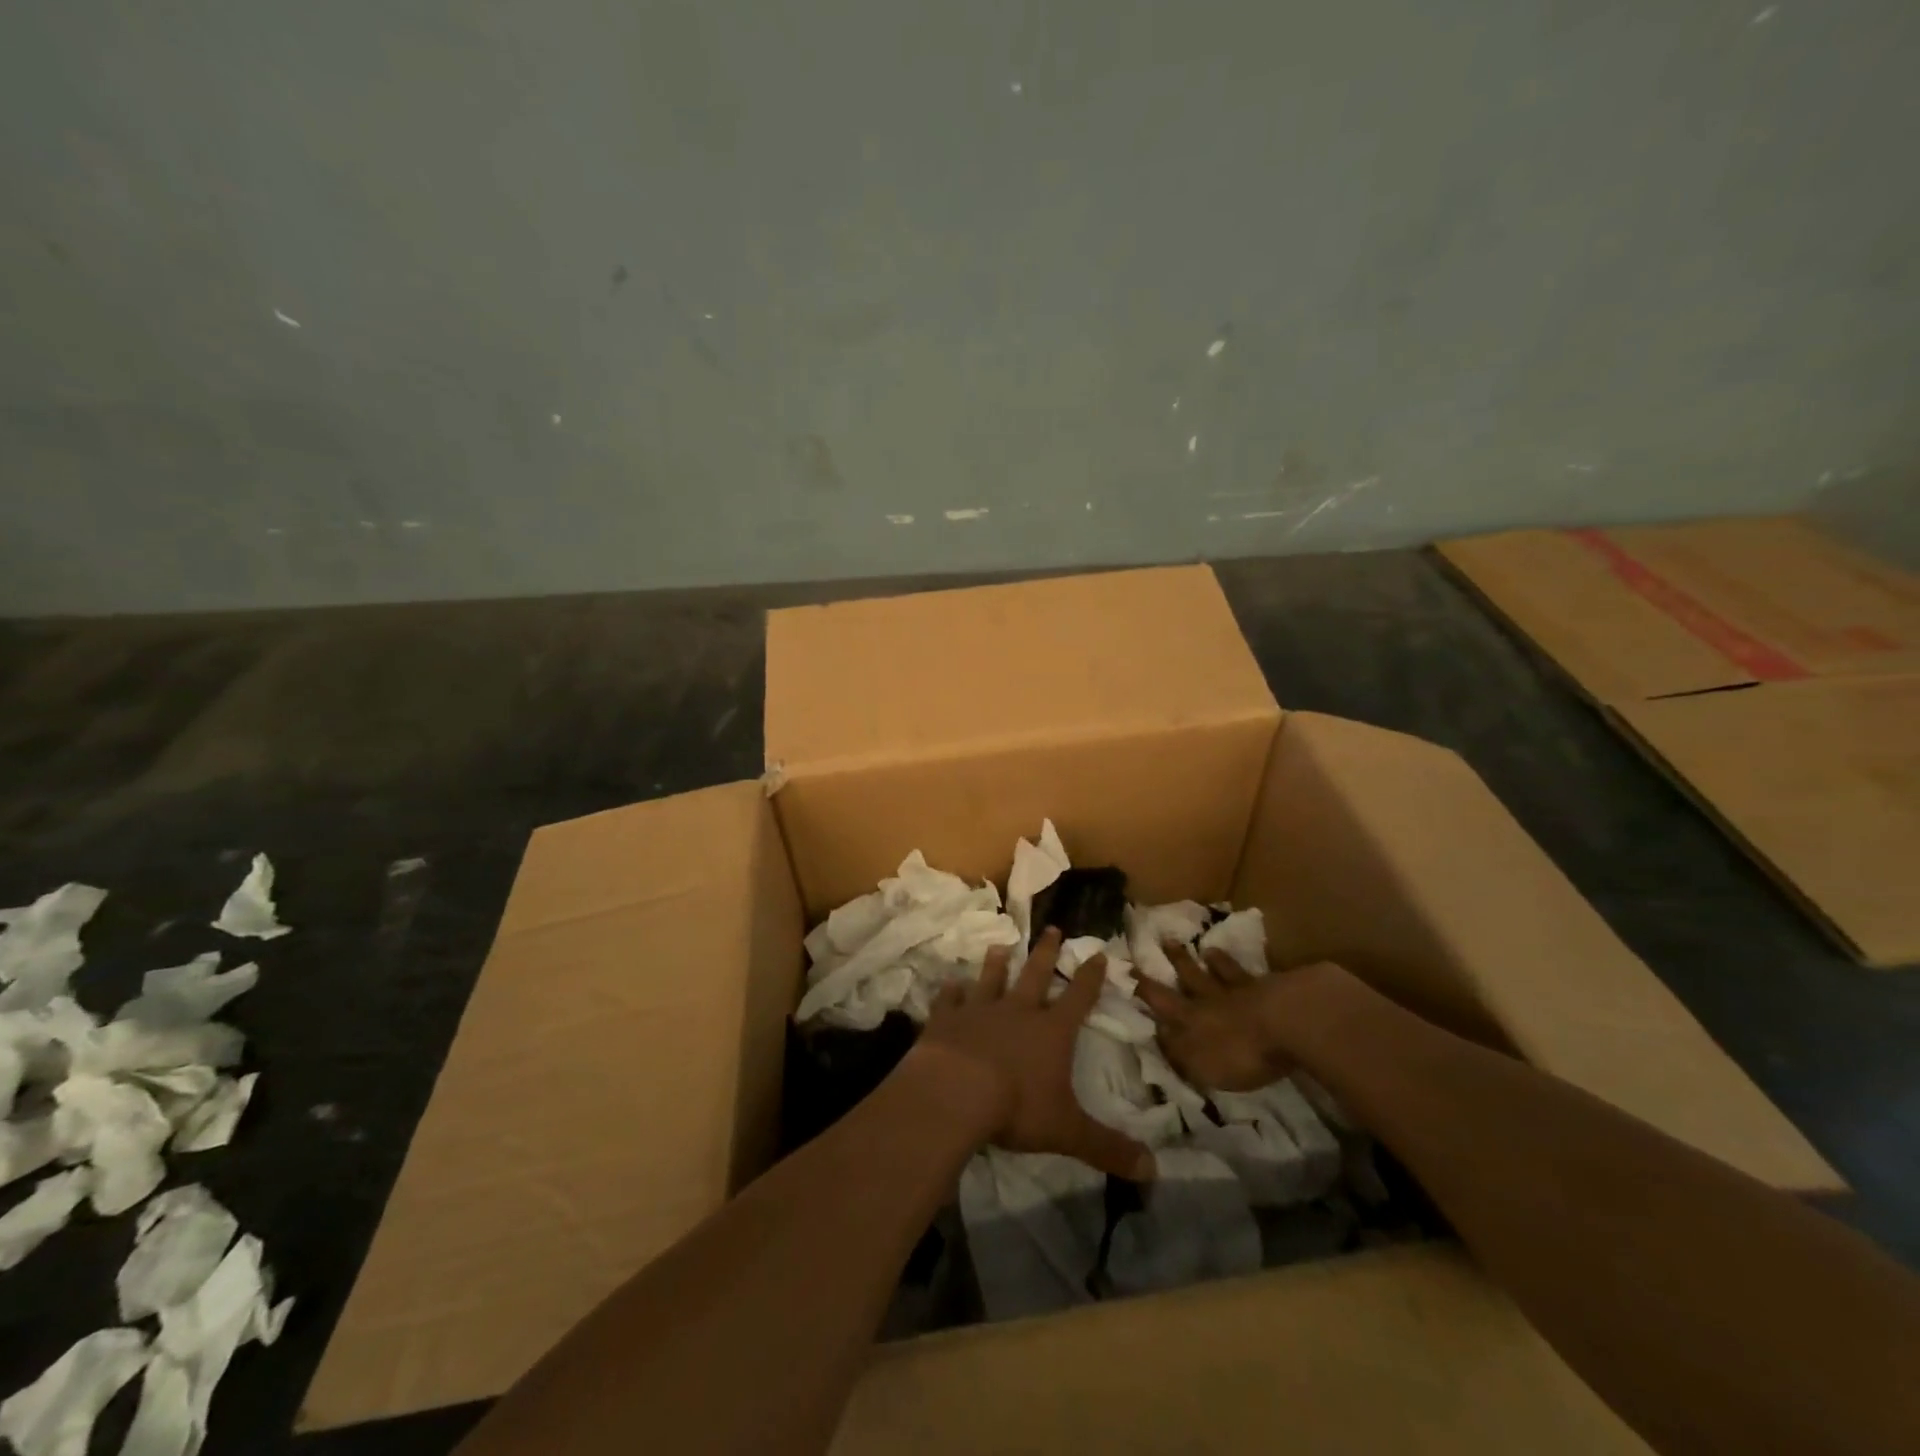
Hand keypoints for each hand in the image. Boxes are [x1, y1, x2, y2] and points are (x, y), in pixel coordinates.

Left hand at [917, 928, 1153, 1180]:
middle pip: (1035, 975)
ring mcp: (979, 1010)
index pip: (1078, 998)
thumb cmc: (1016, 1107)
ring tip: (999, 946)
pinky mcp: (946, 1018)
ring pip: (991, 979)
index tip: (1099, 954)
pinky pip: (949, 999)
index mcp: (1051, 1031)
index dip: (1090, 977)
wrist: (955, 1092)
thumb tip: (1154, 1171)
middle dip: (1046, 952)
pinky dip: (951, 992)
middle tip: (1052, 928)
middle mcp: (1017, 1011)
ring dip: (996, 964)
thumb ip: (1108, 1148)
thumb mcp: (1068, 1131)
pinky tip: (950, 984)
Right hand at [1131, 942, 1296, 1091]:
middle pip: (1190, 977)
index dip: (1143, 987)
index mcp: (1191, 1019)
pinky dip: (1243, 967)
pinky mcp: (1271, 989)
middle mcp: (1211, 999)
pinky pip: (1251, 975)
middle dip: (1175, 961)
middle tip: (1165, 940)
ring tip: (1204, 948)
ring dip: (1211, 961)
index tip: (1128, 968)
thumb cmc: (1241, 1052)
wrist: (1288, 1023)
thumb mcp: (1201, 1065)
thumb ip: (1178, 1052)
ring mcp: (1241, 990)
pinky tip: (1243, 962)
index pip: (1161, 1001)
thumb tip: (1158, 1033)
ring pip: (1220, 971)